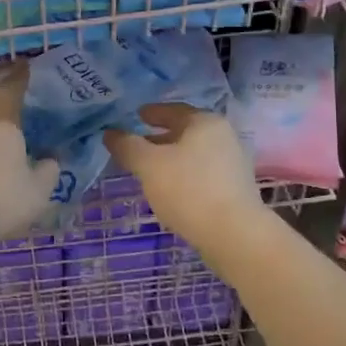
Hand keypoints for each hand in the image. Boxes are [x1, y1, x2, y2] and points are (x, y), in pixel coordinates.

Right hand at [105, 104, 265, 244]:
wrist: (234, 235)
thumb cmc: (188, 189)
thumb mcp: (148, 164)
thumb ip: (127, 146)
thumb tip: (110, 133)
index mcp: (204, 122)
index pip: (173, 109)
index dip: (152, 112)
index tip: (136, 116)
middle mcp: (223, 137)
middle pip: (184, 132)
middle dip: (159, 138)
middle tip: (136, 145)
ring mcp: (232, 164)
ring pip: (193, 155)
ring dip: (170, 159)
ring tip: (148, 170)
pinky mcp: (234, 190)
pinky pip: (201, 174)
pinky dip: (183, 176)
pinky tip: (169, 190)